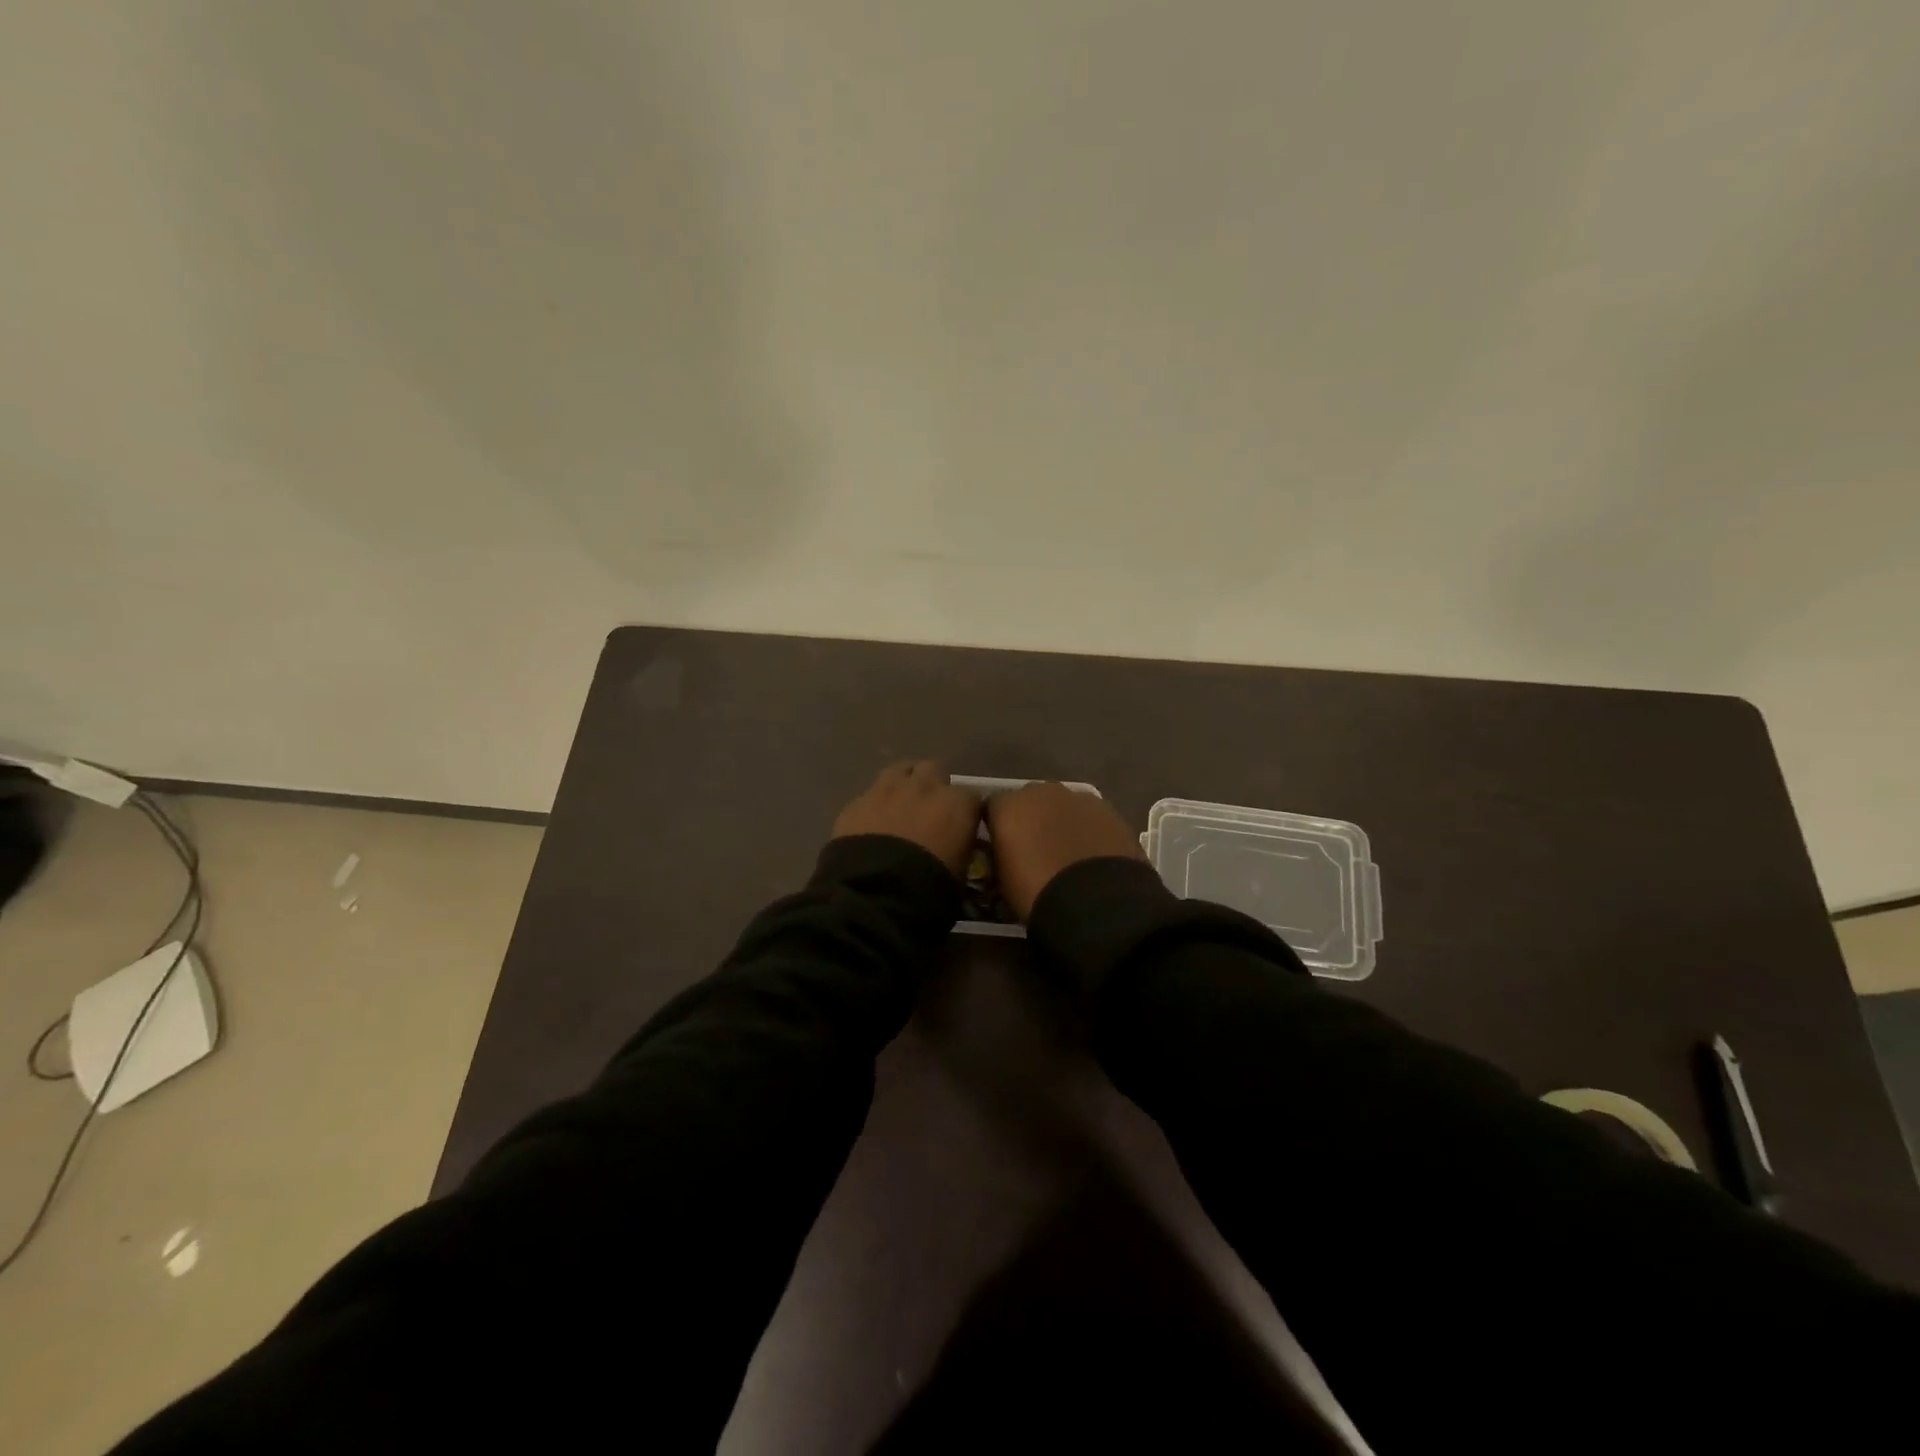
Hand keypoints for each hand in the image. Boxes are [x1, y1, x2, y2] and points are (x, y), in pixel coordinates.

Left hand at [832, 761, 982, 877]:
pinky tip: (872, 824)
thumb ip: (963, 851)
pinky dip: (875, 805)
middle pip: (934, 770)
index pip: (972, 797)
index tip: (963, 827)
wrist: (874, 894)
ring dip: (904, 784)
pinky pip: (871, 794)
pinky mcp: (857, 802)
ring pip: (900, 771)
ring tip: (901, 807)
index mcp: (957, 804)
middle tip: (930, 811)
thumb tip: (959, 849)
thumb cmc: (929, 888)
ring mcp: (887, 789)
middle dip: (933, 786)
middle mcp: (925, 786)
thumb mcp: (961, 874)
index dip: (967, 812)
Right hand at [985, 782, 1145, 920]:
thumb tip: (1007, 850)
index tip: (1001, 846)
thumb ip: (1001, 853)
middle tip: (1036, 848)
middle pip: (1030, 800)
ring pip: (1063, 805)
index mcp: (1008, 806)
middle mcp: (1040, 792)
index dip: (998, 825)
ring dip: (1062, 821)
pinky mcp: (1108, 810)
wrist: (1093, 902)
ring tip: (1068, 854)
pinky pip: (1090, 816)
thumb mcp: (1002, 877)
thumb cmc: (1035, 892)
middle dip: (1031, 818)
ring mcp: (1077, 798)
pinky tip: (1092, 855)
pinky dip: (1088, 830)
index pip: (993, 806)